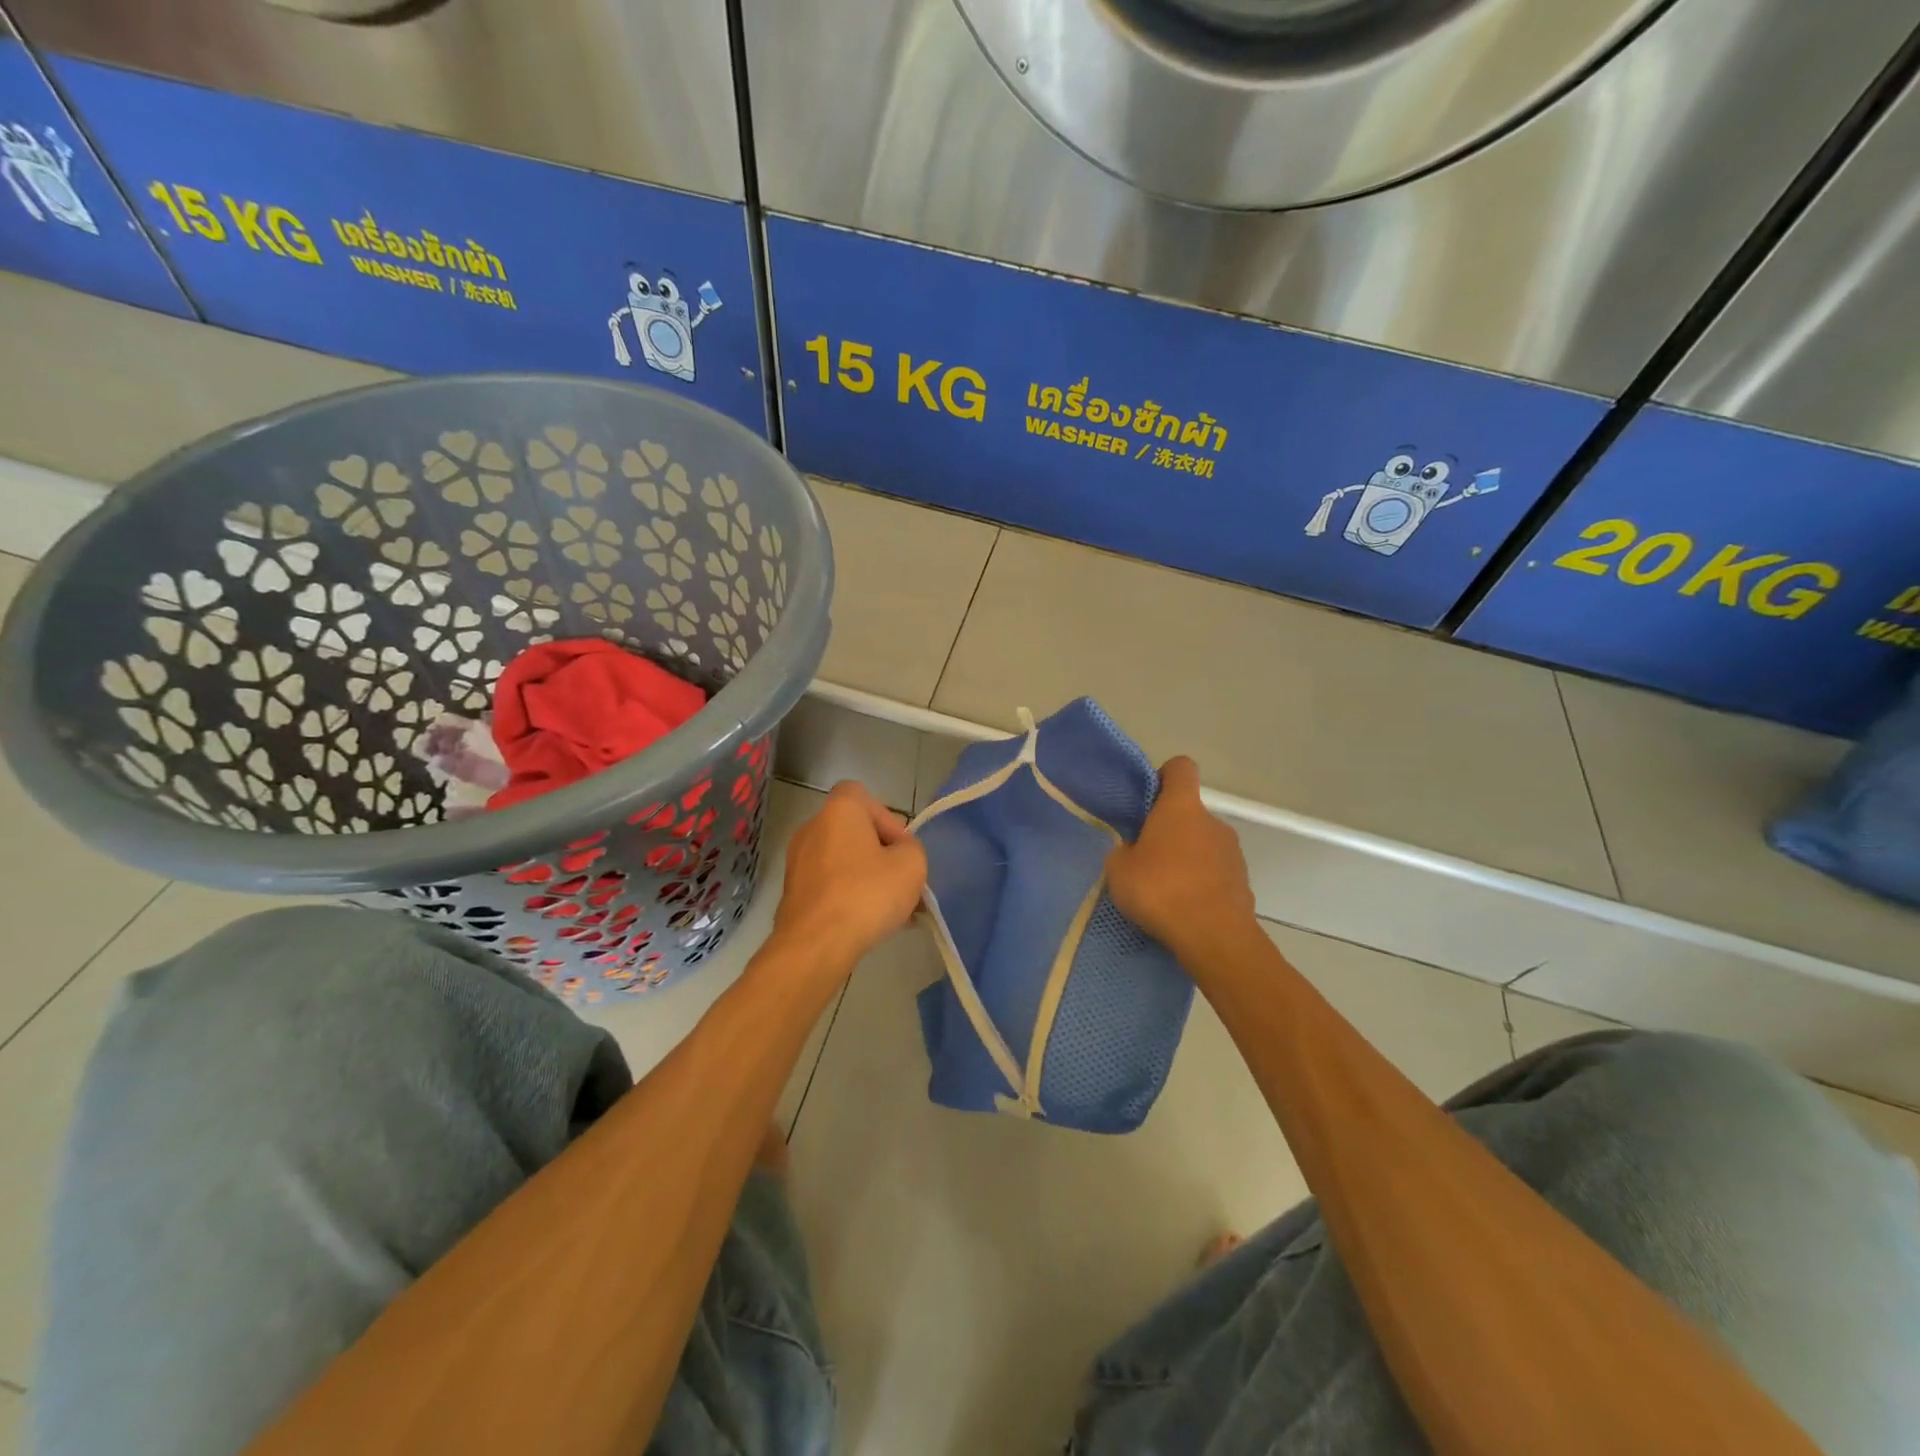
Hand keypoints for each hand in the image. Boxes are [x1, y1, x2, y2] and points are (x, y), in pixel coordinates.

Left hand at [771, 781, 927, 976]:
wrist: (816, 945)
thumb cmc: (867, 894)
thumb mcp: (911, 865)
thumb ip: (912, 849)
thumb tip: (899, 854)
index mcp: (839, 811)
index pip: (862, 796)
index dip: (886, 819)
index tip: (900, 849)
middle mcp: (812, 828)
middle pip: (854, 832)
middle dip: (881, 855)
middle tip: (902, 883)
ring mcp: (797, 862)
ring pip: (843, 862)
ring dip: (867, 879)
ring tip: (892, 910)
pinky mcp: (792, 893)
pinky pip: (829, 885)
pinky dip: (848, 896)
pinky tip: (869, 923)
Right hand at [1106, 757, 1257, 964]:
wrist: (1214, 937)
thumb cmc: (1160, 890)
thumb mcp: (1119, 870)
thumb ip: (1123, 851)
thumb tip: (1132, 851)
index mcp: (1181, 807)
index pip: (1181, 768)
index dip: (1164, 776)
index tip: (1148, 799)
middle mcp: (1212, 821)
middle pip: (1189, 813)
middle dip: (1169, 830)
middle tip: (1145, 857)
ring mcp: (1233, 852)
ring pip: (1203, 844)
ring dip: (1186, 858)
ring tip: (1164, 889)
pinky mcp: (1243, 882)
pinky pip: (1215, 873)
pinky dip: (1200, 883)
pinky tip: (1183, 907)